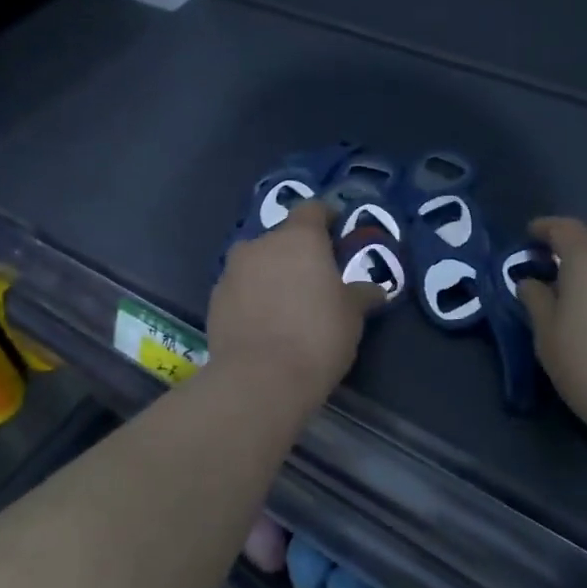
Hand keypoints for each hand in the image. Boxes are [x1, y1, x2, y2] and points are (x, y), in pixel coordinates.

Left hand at [207, 201, 384, 402]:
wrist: (259, 378)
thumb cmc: (317, 336)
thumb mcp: (352, 316)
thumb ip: (360, 295)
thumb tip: (373, 290)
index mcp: (299, 238)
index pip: (312, 209)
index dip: (326, 217)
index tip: (336, 231)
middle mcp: (261, 244)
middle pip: (282, 238)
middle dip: (297, 253)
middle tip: (314, 280)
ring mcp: (232, 271)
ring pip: (257, 263)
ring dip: (271, 275)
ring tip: (287, 304)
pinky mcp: (214, 299)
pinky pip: (240, 289)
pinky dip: (252, 298)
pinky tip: (264, 323)